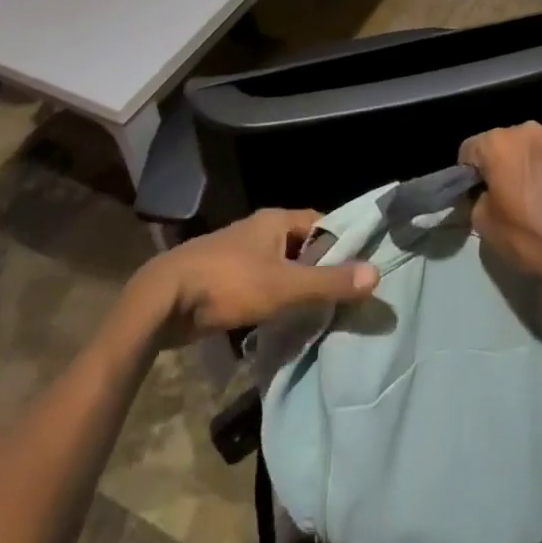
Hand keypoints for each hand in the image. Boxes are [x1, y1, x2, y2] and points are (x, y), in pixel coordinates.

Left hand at [128, 209, 379, 343]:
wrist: (164, 301)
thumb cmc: (228, 283)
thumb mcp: (285, 286)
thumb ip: (329, 282)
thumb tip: (377, 274)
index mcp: (276, 220)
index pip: (322, 224)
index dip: (343, 243)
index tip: (364, 267)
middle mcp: (261, 230)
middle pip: (303, 246)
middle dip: (323, 269)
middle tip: (348, 296)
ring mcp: (241, 254)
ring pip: (283, 267)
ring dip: (299, 287)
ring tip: (325, 313)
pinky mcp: (226, 280)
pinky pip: (264, 285)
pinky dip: (278, 300)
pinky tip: (288, 322)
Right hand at [459, 122, 541, 296]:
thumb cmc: (535, 238)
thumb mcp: (487, 227)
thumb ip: (475, 201)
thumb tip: (482, 195)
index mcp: (500, 143)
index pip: (468, 150)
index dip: (466, 175)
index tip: (475, 198)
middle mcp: (528, 132)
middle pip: (498, 145)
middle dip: (495, 168)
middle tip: (500, 200)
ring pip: (525, 151)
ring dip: (521, 168)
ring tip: (529, 201)